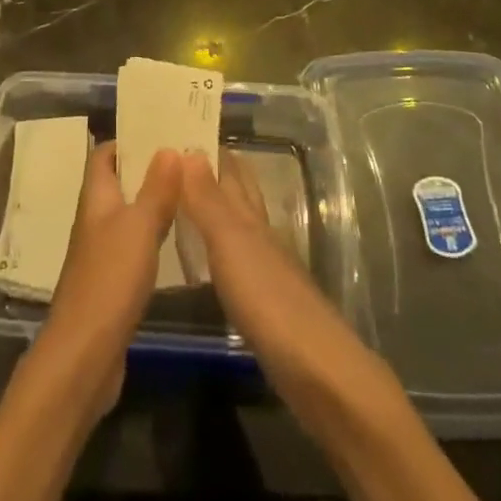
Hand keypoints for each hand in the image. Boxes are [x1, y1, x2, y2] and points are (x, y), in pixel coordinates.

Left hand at [37, 142, 180, 420]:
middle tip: (186, 159)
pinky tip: (177, 241)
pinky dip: (153, 236)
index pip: (104, 155)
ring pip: (128, 215)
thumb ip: (156, 189)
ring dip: (153, 202)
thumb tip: (168, 147)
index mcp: (95, 199)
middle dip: (148, 169)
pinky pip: (134, 246)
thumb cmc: (109, 279)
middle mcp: (95, 220)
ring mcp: (102, 253)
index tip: (161, 131)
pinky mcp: (112, 283)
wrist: (84, 354)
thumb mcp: (139, 227)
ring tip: (189, 192)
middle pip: (118, 183)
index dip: (128, 140)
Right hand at [178, 149, 360, 378]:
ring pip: (238, 227)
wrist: (316, 370)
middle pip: (240, 195)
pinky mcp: (265, 305)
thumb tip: (189, 150)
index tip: (185, 131)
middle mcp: (261, 236)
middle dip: (218, 174)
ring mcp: (266, 271)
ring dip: (217, 210)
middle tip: (184, 157)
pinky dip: (220, 250)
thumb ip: (208, 201)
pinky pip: (236, 262)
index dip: (213, 152)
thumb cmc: (268, 299)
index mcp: (251, 219)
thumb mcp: (230, 244)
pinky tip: (210, 260)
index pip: (232, 173)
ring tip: (188, 200)